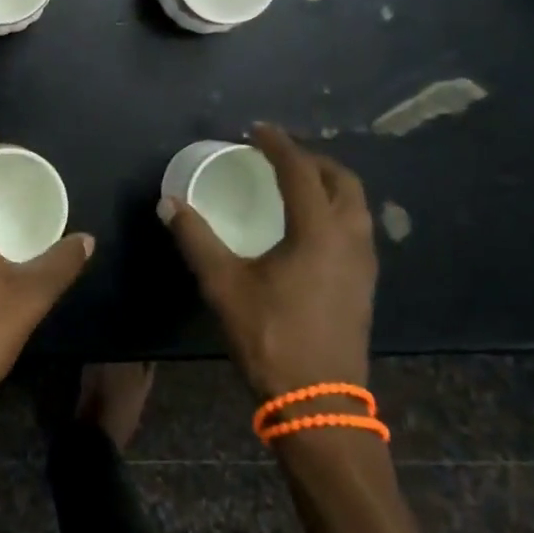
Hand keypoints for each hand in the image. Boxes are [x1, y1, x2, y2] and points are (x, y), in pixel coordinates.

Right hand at [160, 123, 376, 395]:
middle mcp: (350, 238)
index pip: (300, 171)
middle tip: (278, 155)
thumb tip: (169, 203)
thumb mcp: (224, 284)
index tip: (255, 129)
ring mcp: (364, 263)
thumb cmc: (270, 336)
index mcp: (319, 231)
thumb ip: (196, 238)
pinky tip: (309, 225)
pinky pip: (356, 227)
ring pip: (355, 205)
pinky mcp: (364, 284)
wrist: (318, 403)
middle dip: (311, 159)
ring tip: (295, 183)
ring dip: (327, 183)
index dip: (277, 144)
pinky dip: (335, 209)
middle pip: (341, 180)